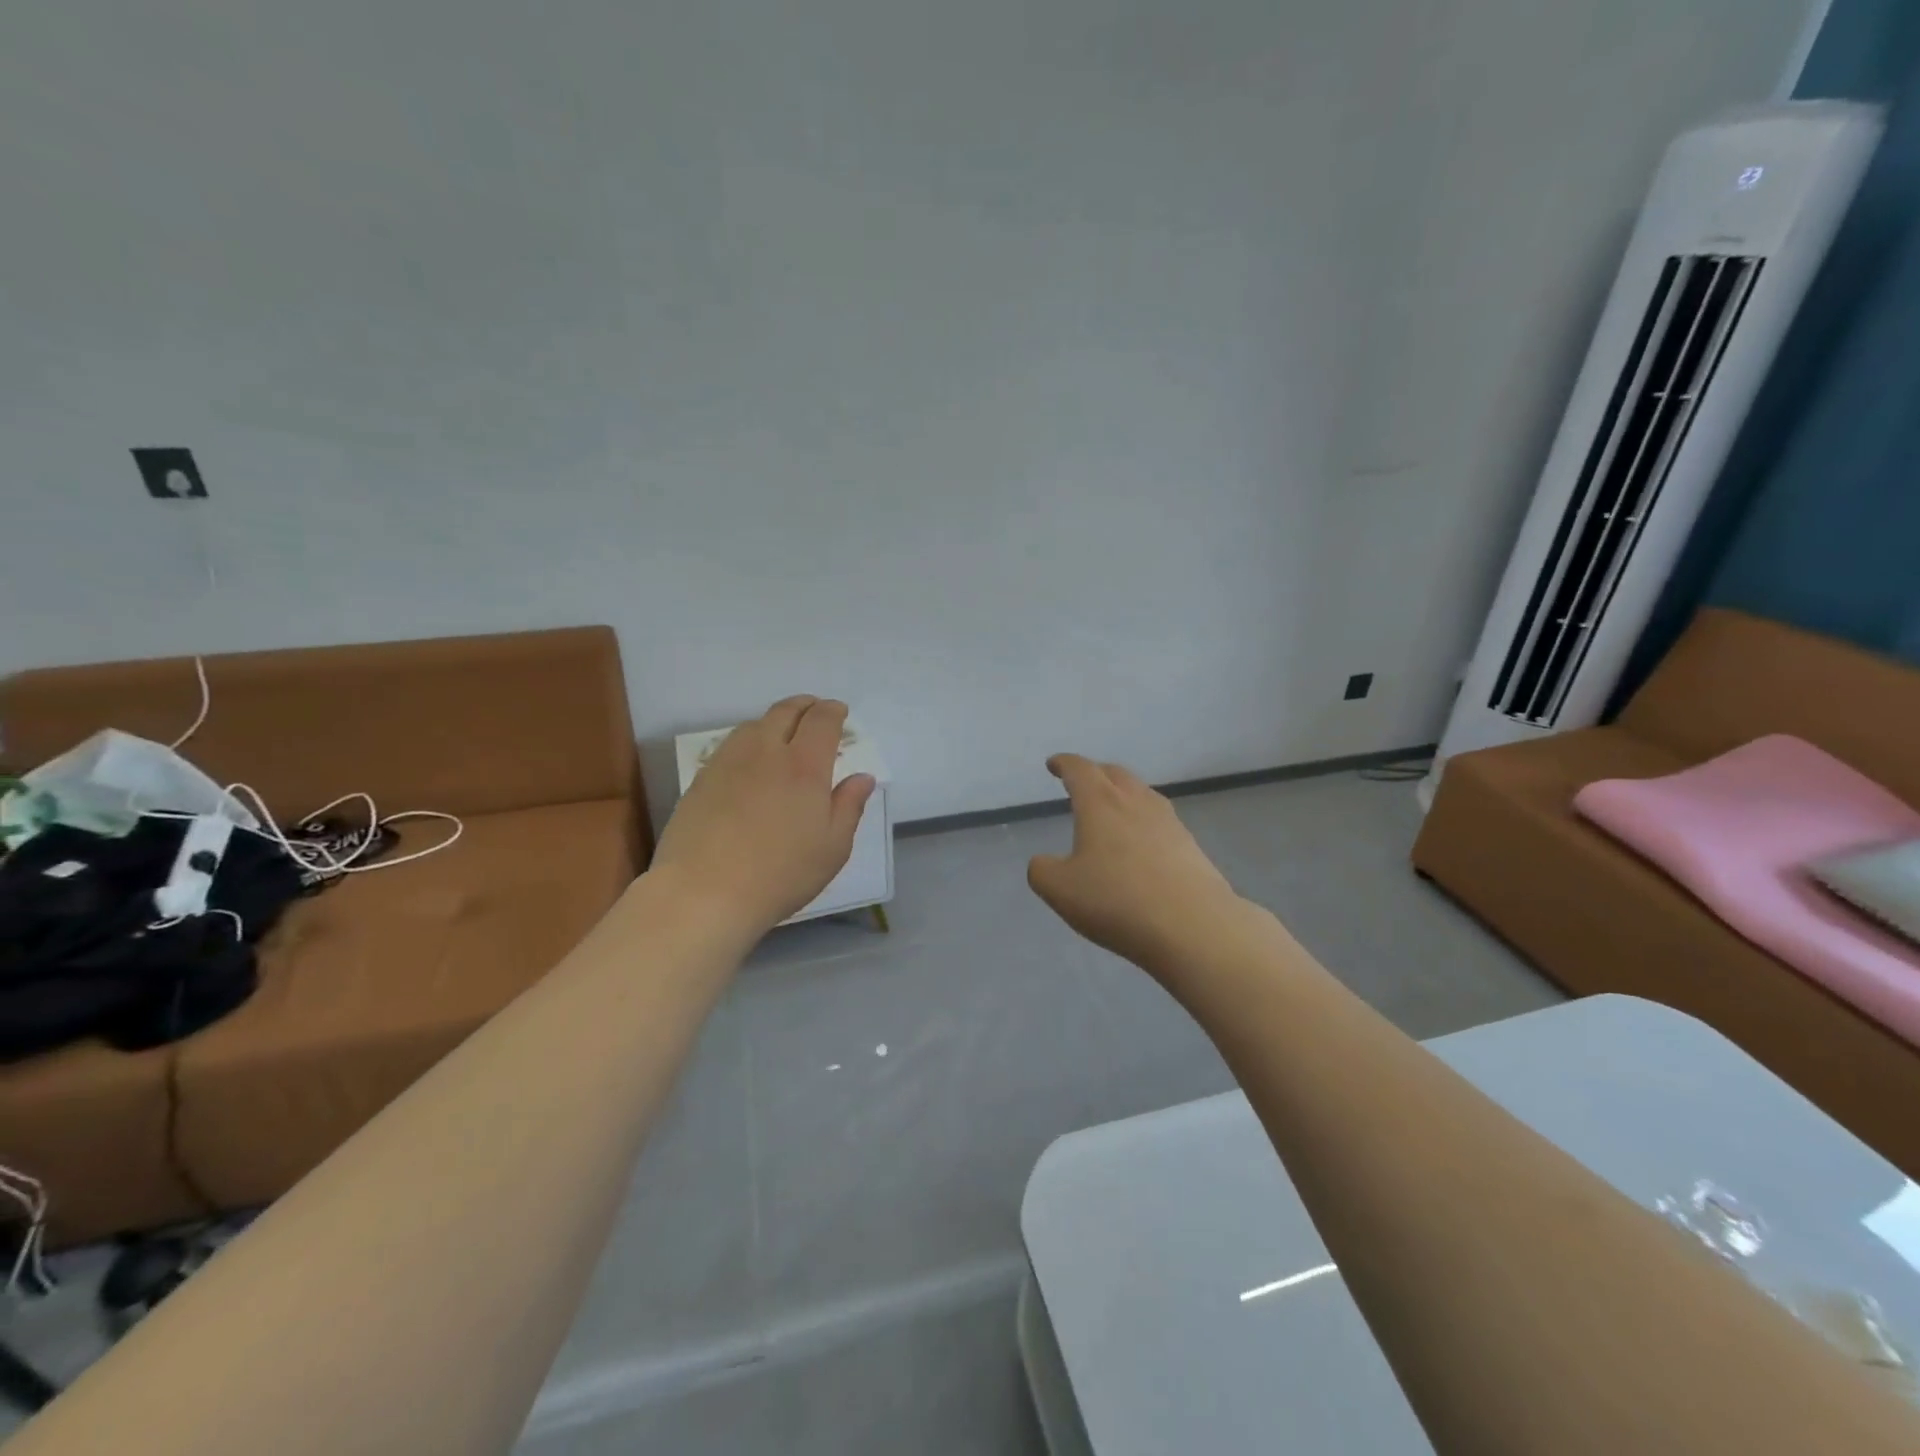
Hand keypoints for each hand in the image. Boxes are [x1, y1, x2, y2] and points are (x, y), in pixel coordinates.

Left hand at [651, 697, 875, 933]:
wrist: (705, 892)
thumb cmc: (781, 874)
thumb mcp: (832, 848)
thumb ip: (849, 806)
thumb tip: (862, 777)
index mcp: (805, 766)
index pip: (821, 720)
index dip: (833, 711)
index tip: (840, 712)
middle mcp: (766, 752)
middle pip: (785, 711)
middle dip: (804, 705)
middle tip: (815, 711)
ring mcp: (729, 762)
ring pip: (754, 724)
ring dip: (775, 720)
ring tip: (783, 733)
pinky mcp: (702, 779)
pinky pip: (731, 745)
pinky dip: (749, 740)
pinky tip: (750, 761)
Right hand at [1027, 754, 1239, 975]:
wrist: (1193, 926)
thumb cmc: (1117, 900)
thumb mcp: (1060, 890)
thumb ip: (1042, 871)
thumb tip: (1043, 862)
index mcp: (1100, 803)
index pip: (1080, 770)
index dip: (1064, 764)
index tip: (1054, 765)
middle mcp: (1136, 802)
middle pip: (1114, 774)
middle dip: (1095, 773)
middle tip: (1082, 782)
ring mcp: (1168, 822)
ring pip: (1142, 794)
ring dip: (1123, 793)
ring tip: (1112, 809)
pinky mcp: (1190, 846)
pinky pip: (1160, 820)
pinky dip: (1143, 821)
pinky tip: (1141, 842)